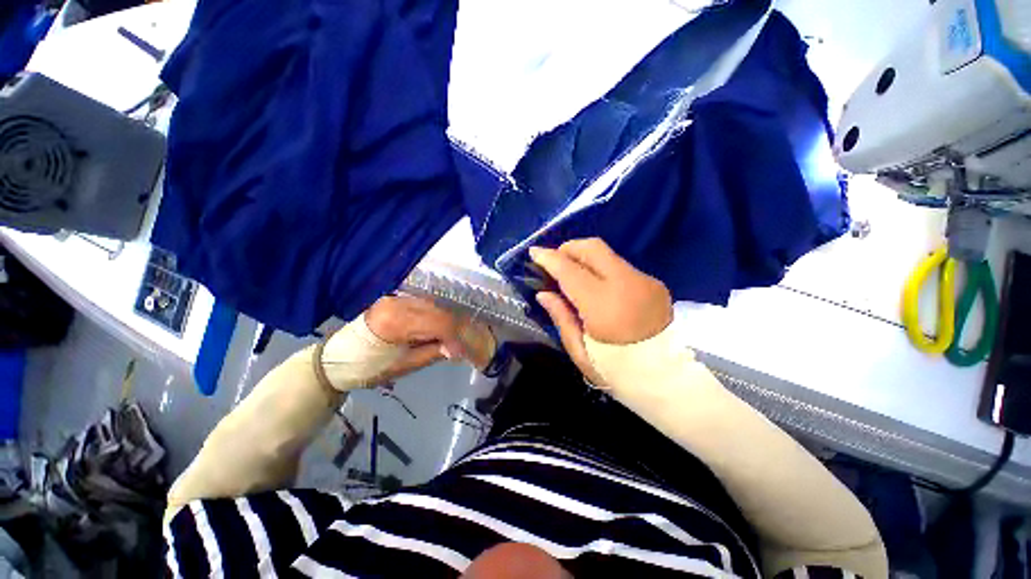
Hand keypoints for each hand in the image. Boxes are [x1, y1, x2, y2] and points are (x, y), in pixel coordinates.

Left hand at [364, 296, 492, 380]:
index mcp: (396, 321)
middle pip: (440, 311)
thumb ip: (434, 352)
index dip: (458, 336)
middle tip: (466, 343)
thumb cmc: (370, 369)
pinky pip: (425, 304)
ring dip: (449, 320)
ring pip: (435, 305)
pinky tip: (442, 326)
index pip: (440, 323)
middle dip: (457, 327)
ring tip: (456, 336)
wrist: (337, 361)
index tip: (468, 350)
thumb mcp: (405, 365)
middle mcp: (398, 303)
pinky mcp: (396, 299)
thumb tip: (458, 347)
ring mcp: (396, 298)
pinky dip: (438, 315)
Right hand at [529, 239, 672, 382]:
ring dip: (585, 258)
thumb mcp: (580, 351)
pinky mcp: (654, 283)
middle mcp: (626, 284)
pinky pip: (620, 266)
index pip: (570, 271)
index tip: (534, 252)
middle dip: (568, 248)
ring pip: (607, 254)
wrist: (669, 378)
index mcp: (603, 306)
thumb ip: (561, 317)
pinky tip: (597, 286)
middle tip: (555, 261)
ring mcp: (644, 281)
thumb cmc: (617, 370)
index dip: (549, 259)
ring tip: (573, 274)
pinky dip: (602, 268)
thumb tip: (543, 293)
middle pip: (593, 248)